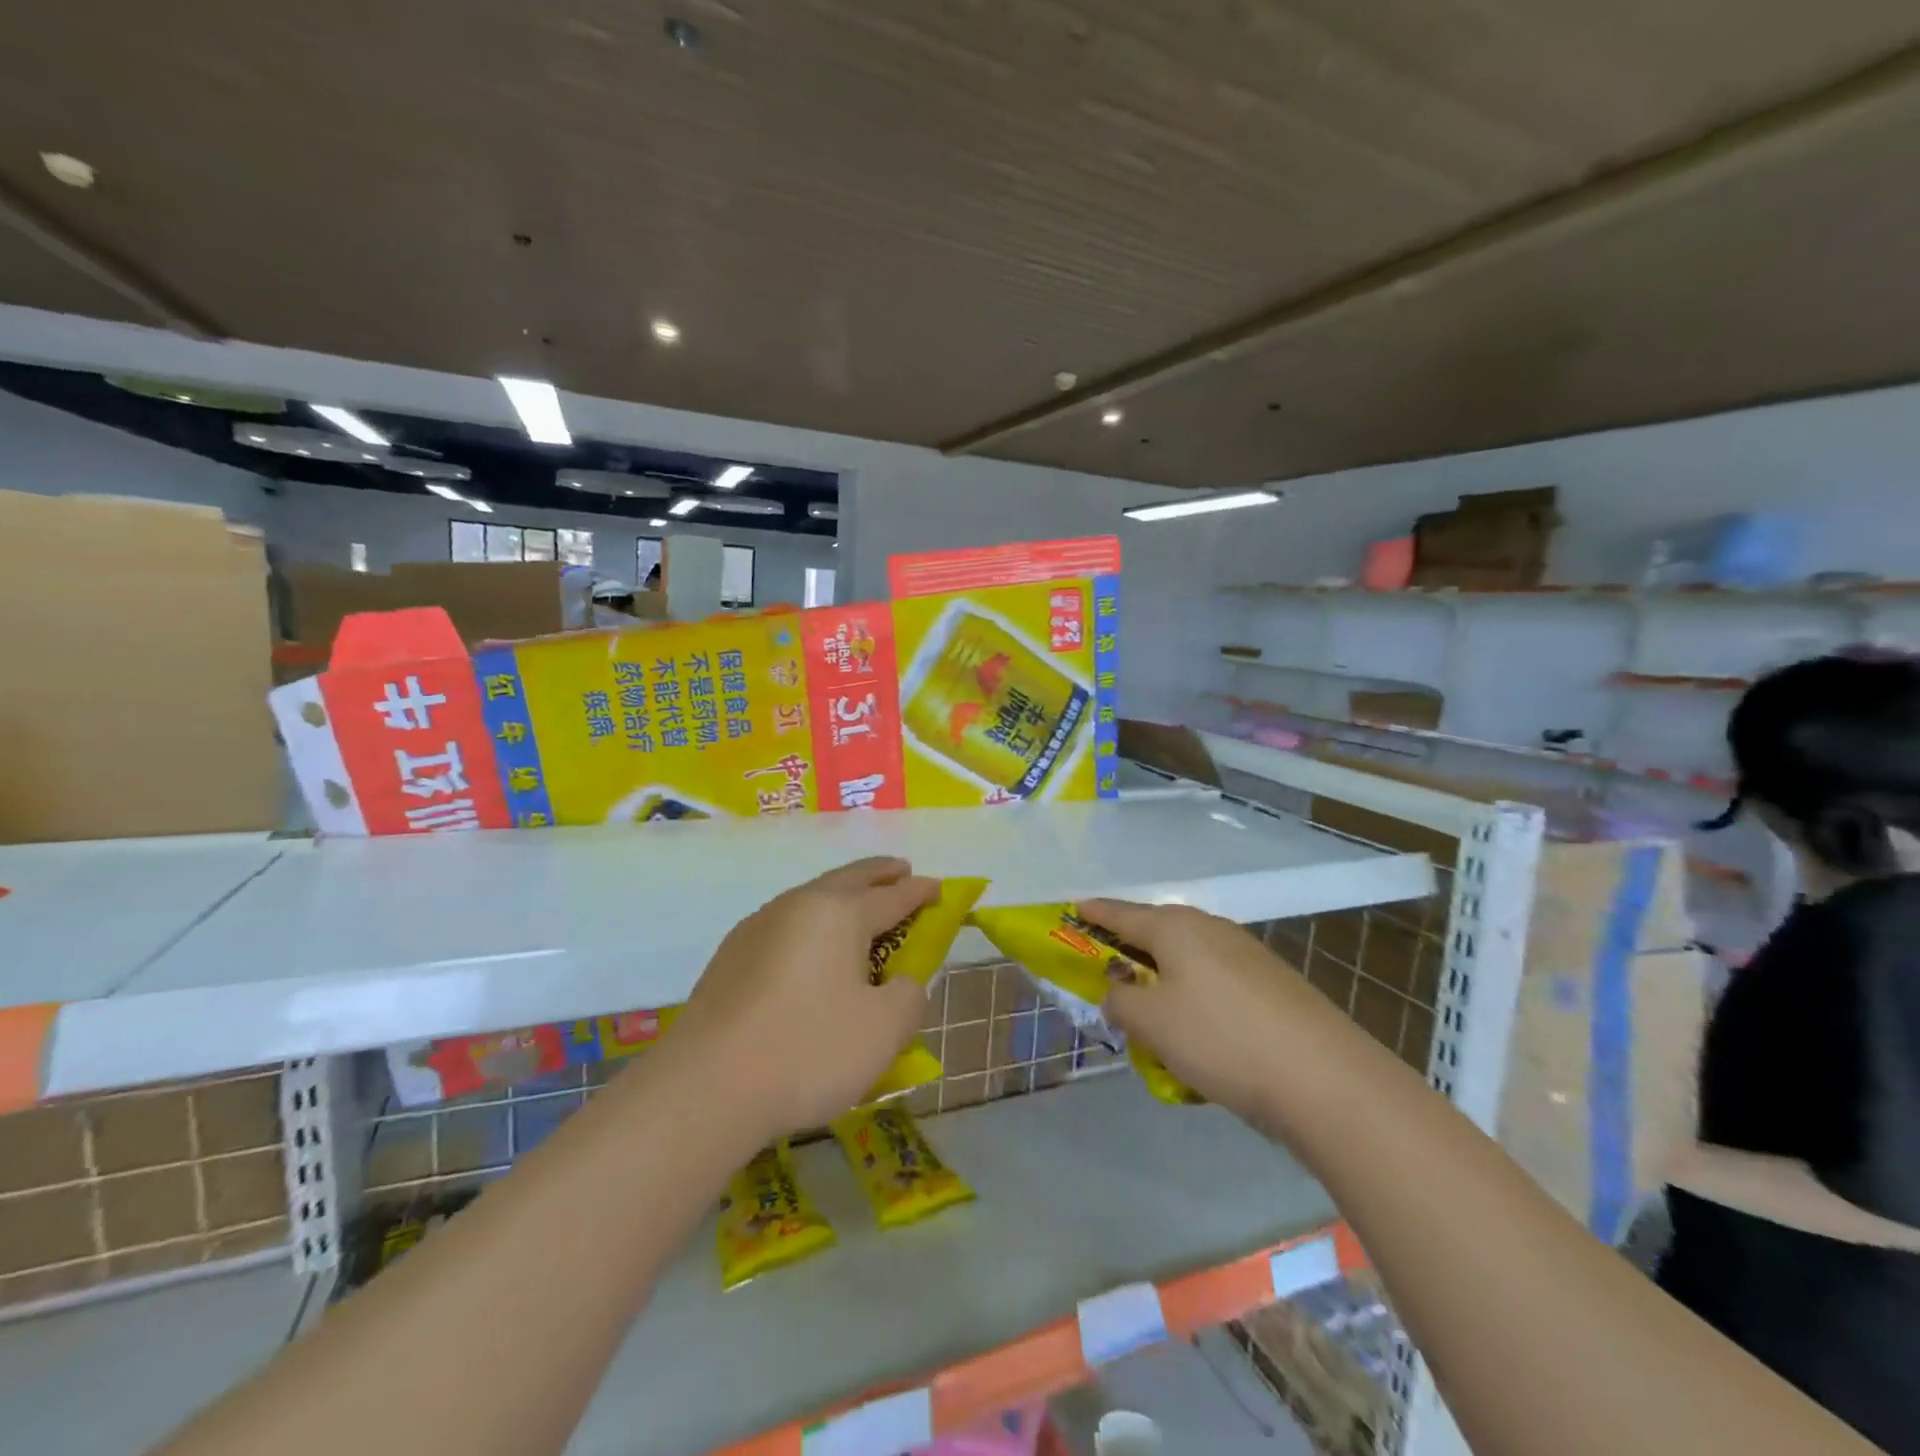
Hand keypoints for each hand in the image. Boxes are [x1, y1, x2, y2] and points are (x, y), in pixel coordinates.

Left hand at [672, 857, 938, 1143]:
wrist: (706, 1087)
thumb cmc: (809, 1050)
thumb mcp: (885, 1030)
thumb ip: (908, 996)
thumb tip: (900, 981)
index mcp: (839, 913)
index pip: (892, 896)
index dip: (920, 892)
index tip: (939, 888)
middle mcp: (798, 906)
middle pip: (848, 879)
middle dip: (879, 873)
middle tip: (900, 870)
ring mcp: (758, 927)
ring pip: (811, 898)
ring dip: (841, 895)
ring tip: (858, 907)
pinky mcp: (731, 955)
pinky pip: (786, 924)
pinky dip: (812, 923)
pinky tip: (810, 948)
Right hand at [1077, 899, 1341, 1121]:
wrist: (1324, 1079)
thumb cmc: (1220, 1039)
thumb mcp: (1151, 1022)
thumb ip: (1120, 1000)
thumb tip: (1118, 993)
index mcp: (1176, 927)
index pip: (1121, 912)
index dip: (1094, 912)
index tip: (1072, 909)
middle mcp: (1211, 929)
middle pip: (1157, 932)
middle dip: (1130, 952)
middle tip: (1109, 976)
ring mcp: (1247, 955)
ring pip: (1189, 961)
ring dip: (1165, 982)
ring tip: (1154, 1019)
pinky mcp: (1273, 985)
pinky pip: (1216, 984)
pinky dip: (1196, 1002)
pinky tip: (1201, 1040)